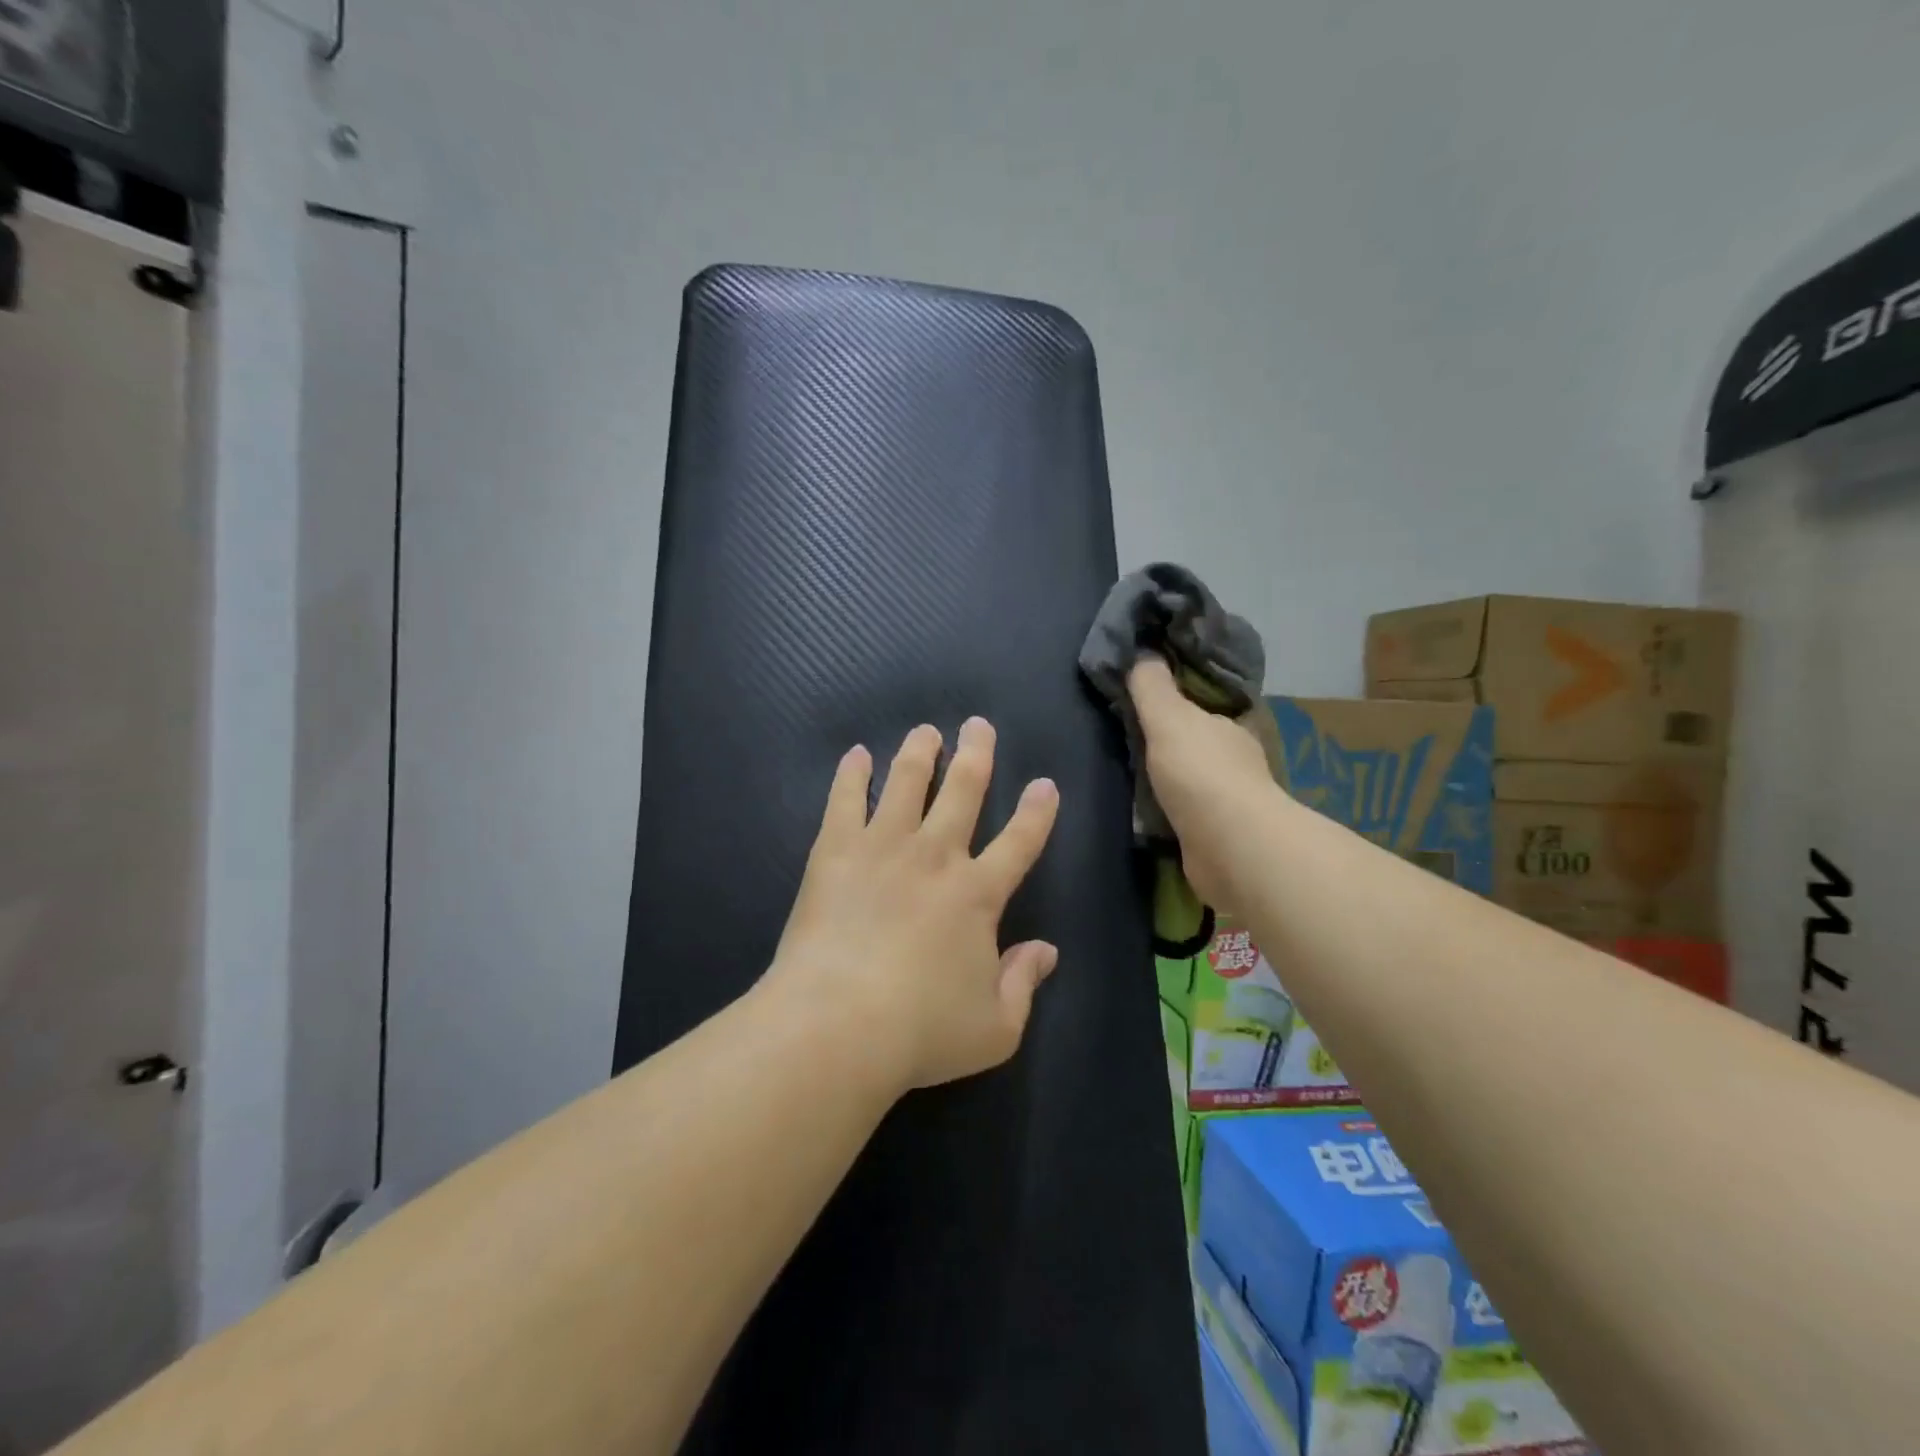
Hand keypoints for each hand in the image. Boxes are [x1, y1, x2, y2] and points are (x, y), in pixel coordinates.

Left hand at [766, 718, 1060, 1094]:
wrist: (838, 1024)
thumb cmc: (921, 1031)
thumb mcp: (995, 1027)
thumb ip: (1025, 983)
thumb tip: (1047, 951)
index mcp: (978, 894)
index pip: (1020, 842)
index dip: (1037, 812)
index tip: (1044, 784)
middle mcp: (936, 857)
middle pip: (963, 791)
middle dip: (976, 755)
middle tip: (978, 725)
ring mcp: (883, 848)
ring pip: (907, 783)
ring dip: (919, 753)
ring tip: (925, 730)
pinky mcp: (835, 851)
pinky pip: (845, 800)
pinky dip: (851, 775)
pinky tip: (856, 755)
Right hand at [1128, 656, 1277, 910]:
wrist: (1229, 845)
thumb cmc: (1200, 772)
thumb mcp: (1168, 717)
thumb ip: (1152, 686)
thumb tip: (1143, 652)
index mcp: (1230, 728)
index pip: (1204, 709)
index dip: (1180, 704)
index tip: (1149, 703)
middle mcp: (1235, 762)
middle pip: (1199, 745)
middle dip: (1172, 745)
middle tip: (1131, 741)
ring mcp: (1230, 803)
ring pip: (1194, 782)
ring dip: (1172, 781)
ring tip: (1132, 779)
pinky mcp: (1218, 837)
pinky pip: (1188, 816)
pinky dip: (1171, 813)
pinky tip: (1148, 814)